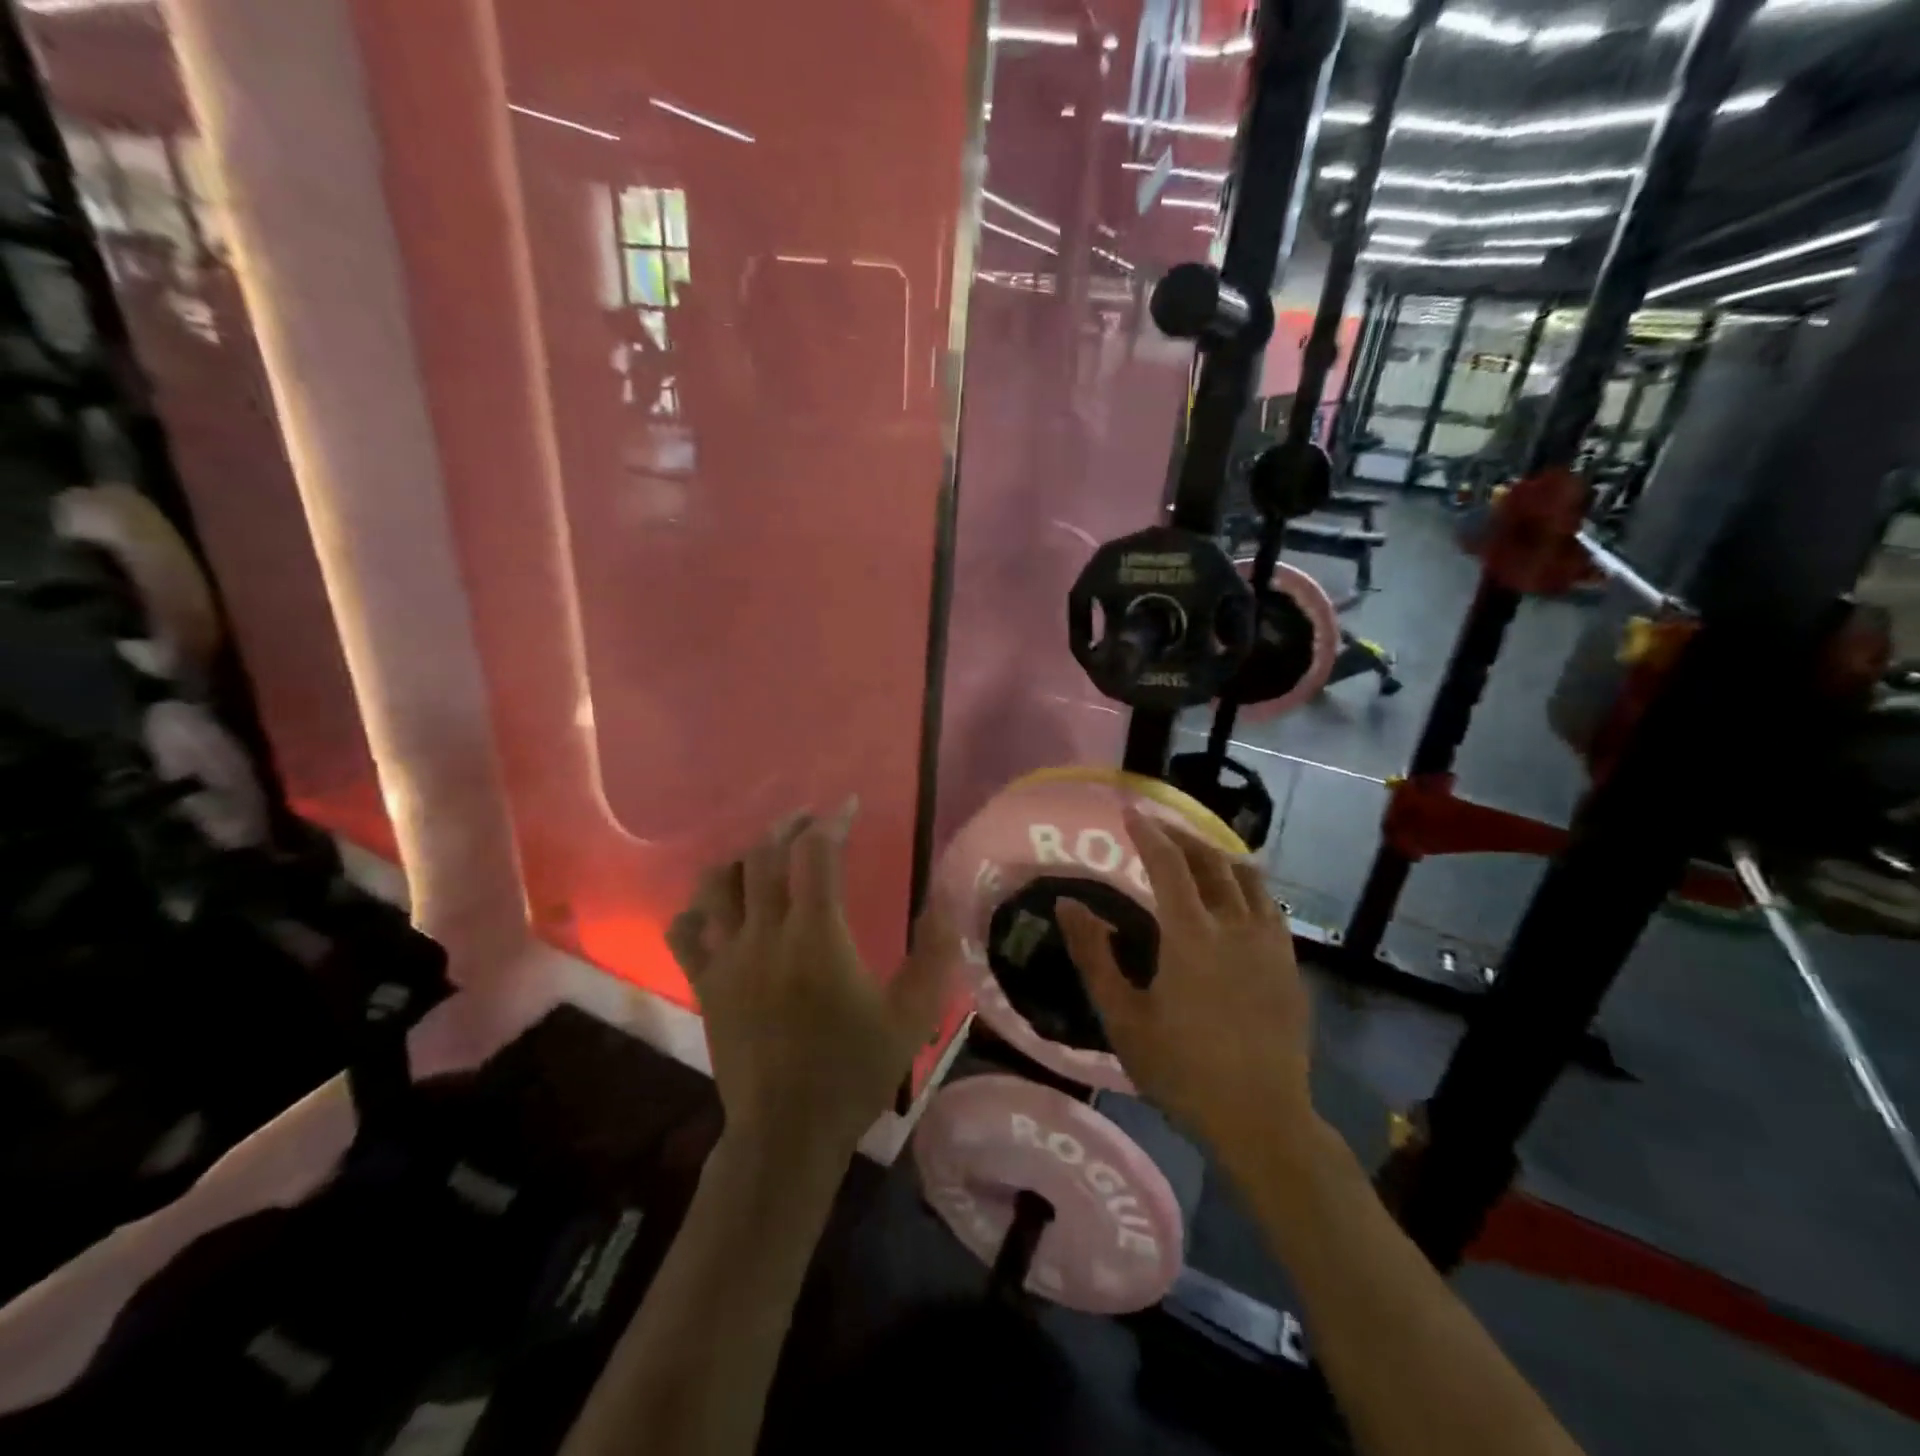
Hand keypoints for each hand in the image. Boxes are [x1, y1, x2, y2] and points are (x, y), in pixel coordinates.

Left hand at [666, 804, 953, 1160]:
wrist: (786, 1134)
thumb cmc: (854, 1073)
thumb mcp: (912, 1017)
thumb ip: (934, 955)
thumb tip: (943, 901)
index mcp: (816, 937)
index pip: (816, 855)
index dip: (833, 821)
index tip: (850, 807)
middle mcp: (765, 935)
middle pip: (766, 856)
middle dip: (790, 827)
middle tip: (812, 821)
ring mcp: (727, 959)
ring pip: (720, 882)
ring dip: (746, 856)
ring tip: (769, 853)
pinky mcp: (705, 984)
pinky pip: (686, 930)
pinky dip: (699, 907)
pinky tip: (718, 907)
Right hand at [1055, 807, 1311, 1153]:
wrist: (1262, 1120)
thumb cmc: (1182, 1071)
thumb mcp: (1124, 1017)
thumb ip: (1093, 956)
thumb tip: (1067, 904)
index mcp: (1192, 934)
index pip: (1168, 863)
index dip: (1147, 832)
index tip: (1128, 811)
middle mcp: (1235, 925)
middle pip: (1211, 861)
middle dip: (1181, 836)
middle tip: (1157, 828)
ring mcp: (1270, 943)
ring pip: (1248, 877)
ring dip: (1217, 855)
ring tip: (1195, 853)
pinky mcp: (1289, 963)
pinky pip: (1268, 904)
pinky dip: (1245, 885)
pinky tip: (1234, 899)